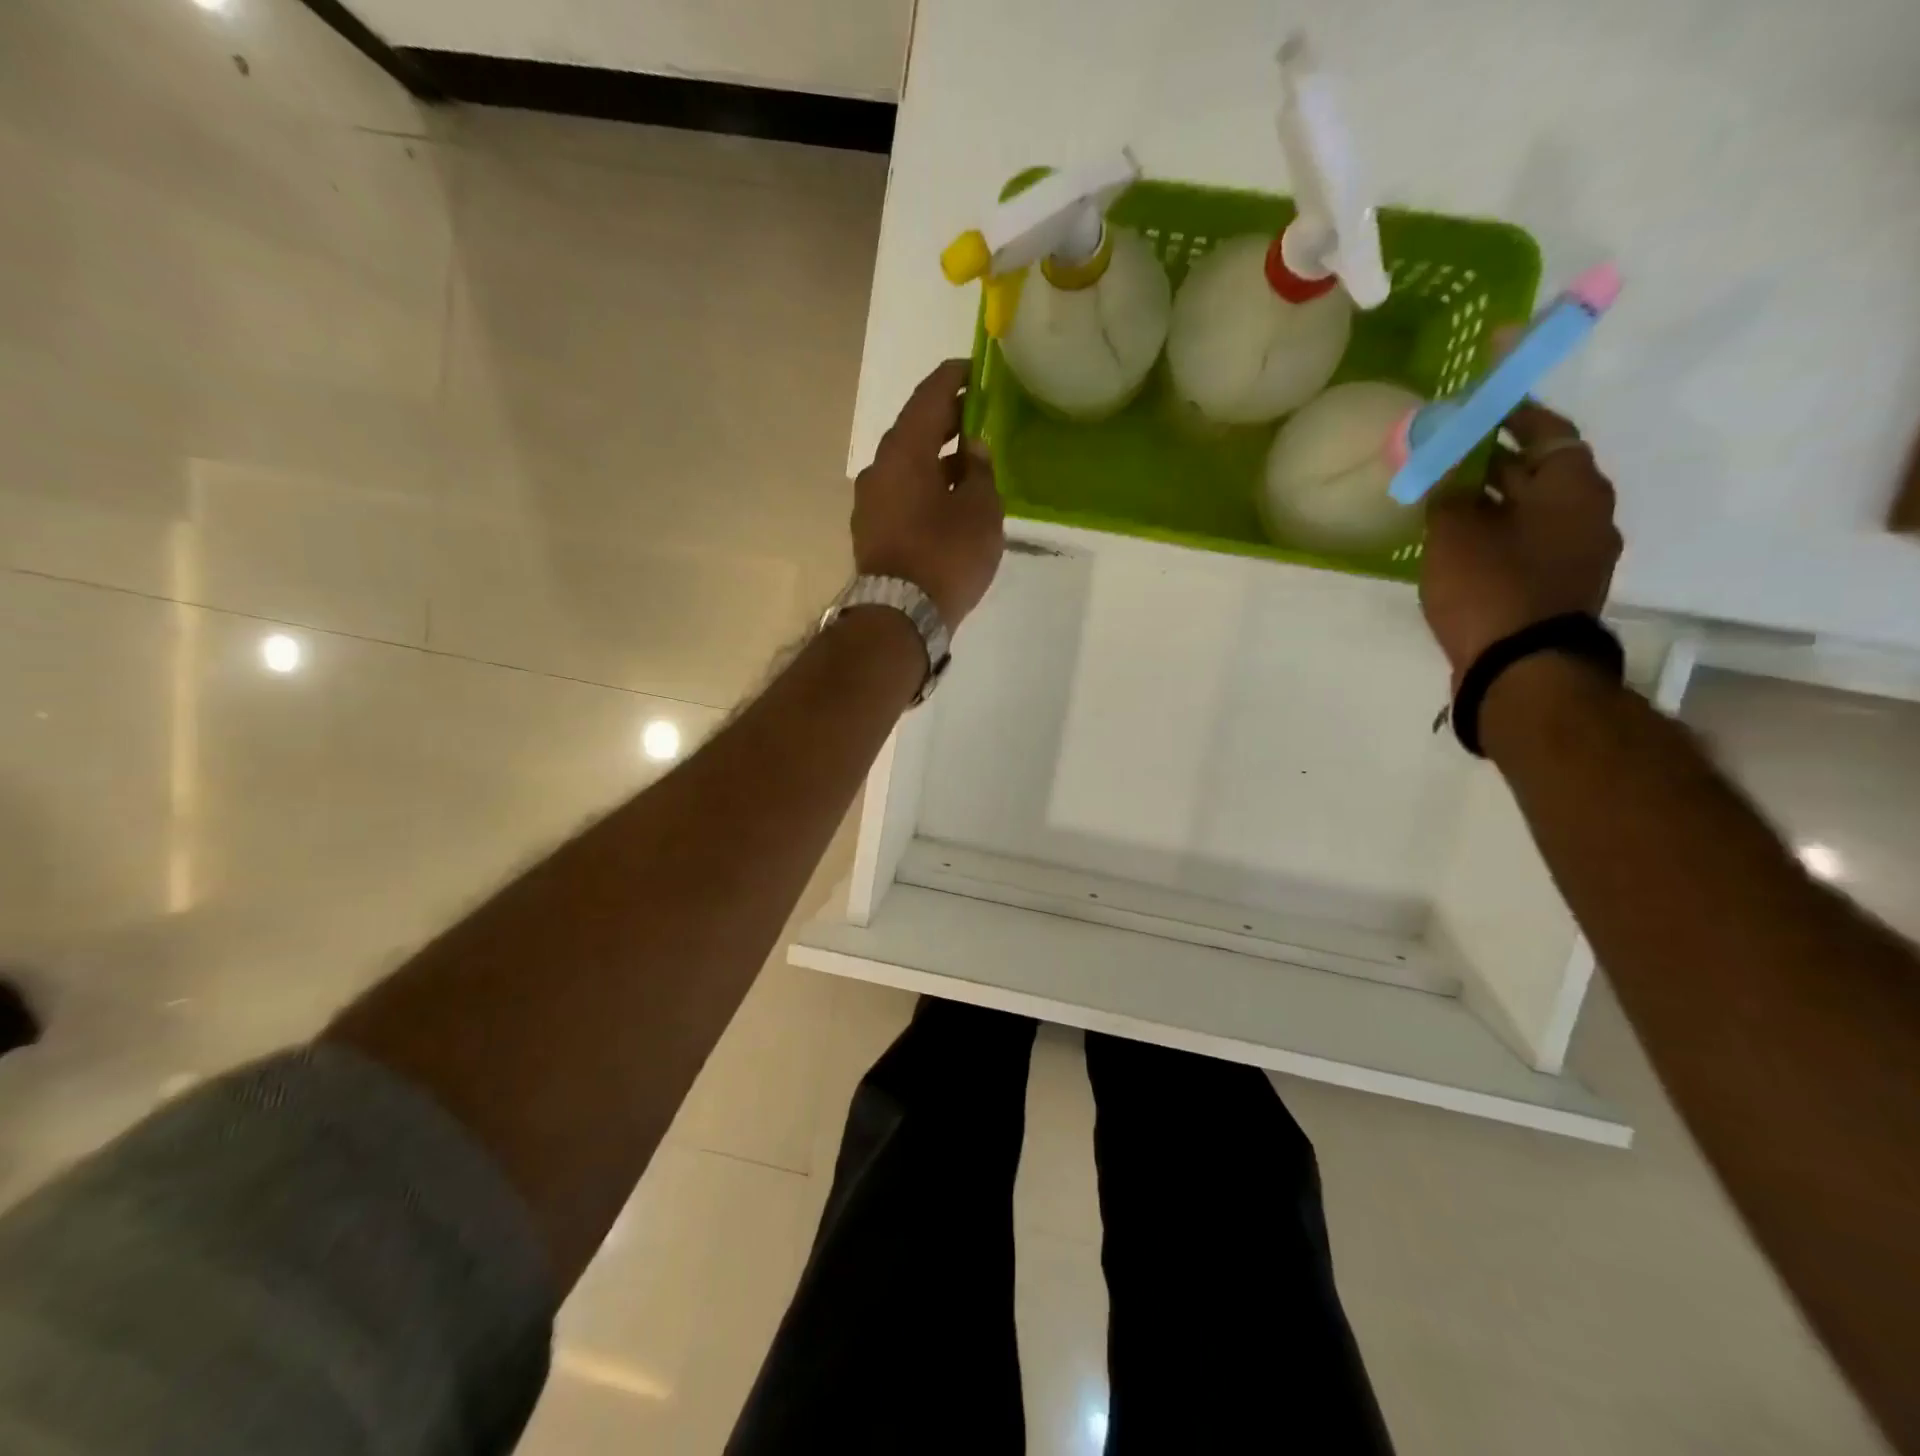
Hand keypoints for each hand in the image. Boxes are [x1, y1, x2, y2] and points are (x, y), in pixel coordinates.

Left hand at [852, 359, 1004, 628]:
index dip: (954, 378)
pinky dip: (924, 485)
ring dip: (936, 458)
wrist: (900, 615)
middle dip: (947, 420)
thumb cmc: (946, 556)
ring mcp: (870, 500)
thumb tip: (973, 450)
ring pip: (907, 464)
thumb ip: (981, 472)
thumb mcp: (981, 510)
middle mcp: (879, 466)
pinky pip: (901, 492)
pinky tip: (948, 498)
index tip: (975, 370)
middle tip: (978, 417)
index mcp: (905, 450)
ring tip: (969, 463)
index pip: (929, 396)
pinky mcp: (870, 529)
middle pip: (915, 429)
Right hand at [1420, 400, 1622, 685]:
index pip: (1546, 430)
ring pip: (1533, 511)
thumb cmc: (1489, 586)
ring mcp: (1578, 554)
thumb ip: (1449, 494)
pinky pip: (1529, 543)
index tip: (1482, 402)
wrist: (1521, 667)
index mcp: (1573, 486)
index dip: (1512, 413)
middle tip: (1452, 453)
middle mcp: (1588, 513)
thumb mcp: (1454, 533)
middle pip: (1541, 471)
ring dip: (1496, 501)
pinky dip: (1499, 533)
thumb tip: (1447, 476)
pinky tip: (1462, 542)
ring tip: (1449, 499)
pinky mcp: (1559, 587)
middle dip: (1496, 460)